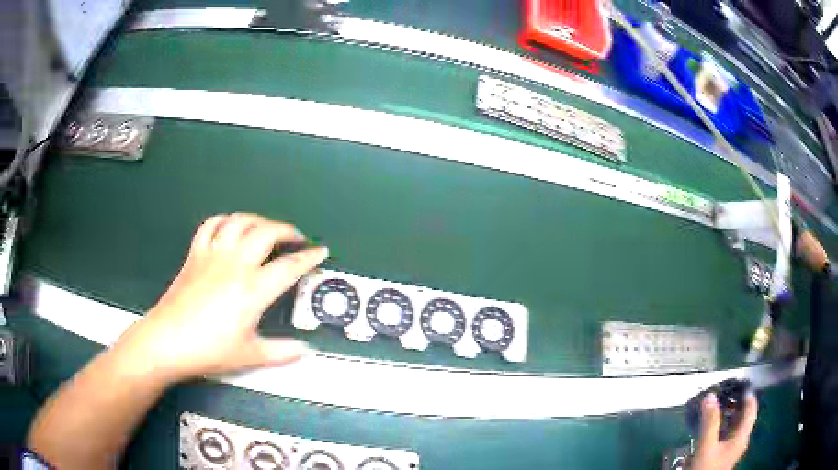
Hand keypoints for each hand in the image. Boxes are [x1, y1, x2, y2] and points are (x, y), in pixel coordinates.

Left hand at [116, 213, 327, 382]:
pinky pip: (211, 226)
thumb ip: (281, 351)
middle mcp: (235, 263)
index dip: (309, 257)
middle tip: (297, 238)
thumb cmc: (209, 349)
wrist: (167, 340)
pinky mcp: (195, 254)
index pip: (289, 266)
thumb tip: (305, 349)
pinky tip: (230, 227)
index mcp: (252, 289)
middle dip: (287, 230)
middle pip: (266, 232)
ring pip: (239, 221)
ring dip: (258, 220)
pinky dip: (224, 221)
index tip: (321, 251)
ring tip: (266, 228)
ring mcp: (213, 254)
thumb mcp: (250, 355)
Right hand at [691, 392, 758, 469]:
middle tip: (724, 392)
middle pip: (744, 415)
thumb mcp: (707, 446)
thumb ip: (710, 422)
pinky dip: (723, 424)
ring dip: (728, 413)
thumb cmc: (707, 468)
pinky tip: (713, 424)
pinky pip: (728, 433)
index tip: (738, 383)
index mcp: (742, 435)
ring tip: (717, 405)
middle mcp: (741, 439)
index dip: (747, 394)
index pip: (751, 408)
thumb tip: (710, 396)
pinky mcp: (724, 453)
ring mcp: (733, 447)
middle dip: (736, 402)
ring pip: (735, 424)